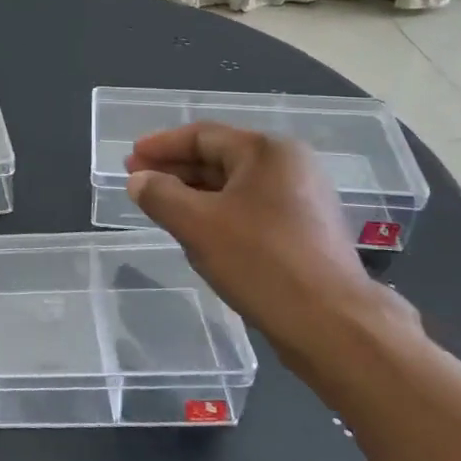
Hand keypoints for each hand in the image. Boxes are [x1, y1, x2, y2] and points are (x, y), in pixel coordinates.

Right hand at [126, 123, 411, 357]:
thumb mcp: (196, 224)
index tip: (129, 158)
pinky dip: (217, 213)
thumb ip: (159, 195)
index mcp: (267, 152)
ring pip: (233, 186)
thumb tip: (138, 180)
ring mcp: (302, 199)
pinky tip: (196, 230)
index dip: (160, 145)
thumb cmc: (260, 261)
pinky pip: (249, 209)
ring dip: (193, 194)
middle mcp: (290, 166)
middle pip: (219, 158)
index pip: (202, 135)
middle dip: (175, 169)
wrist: (331, 324)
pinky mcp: (305, 231)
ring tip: (159, 206)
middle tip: (137, 181)